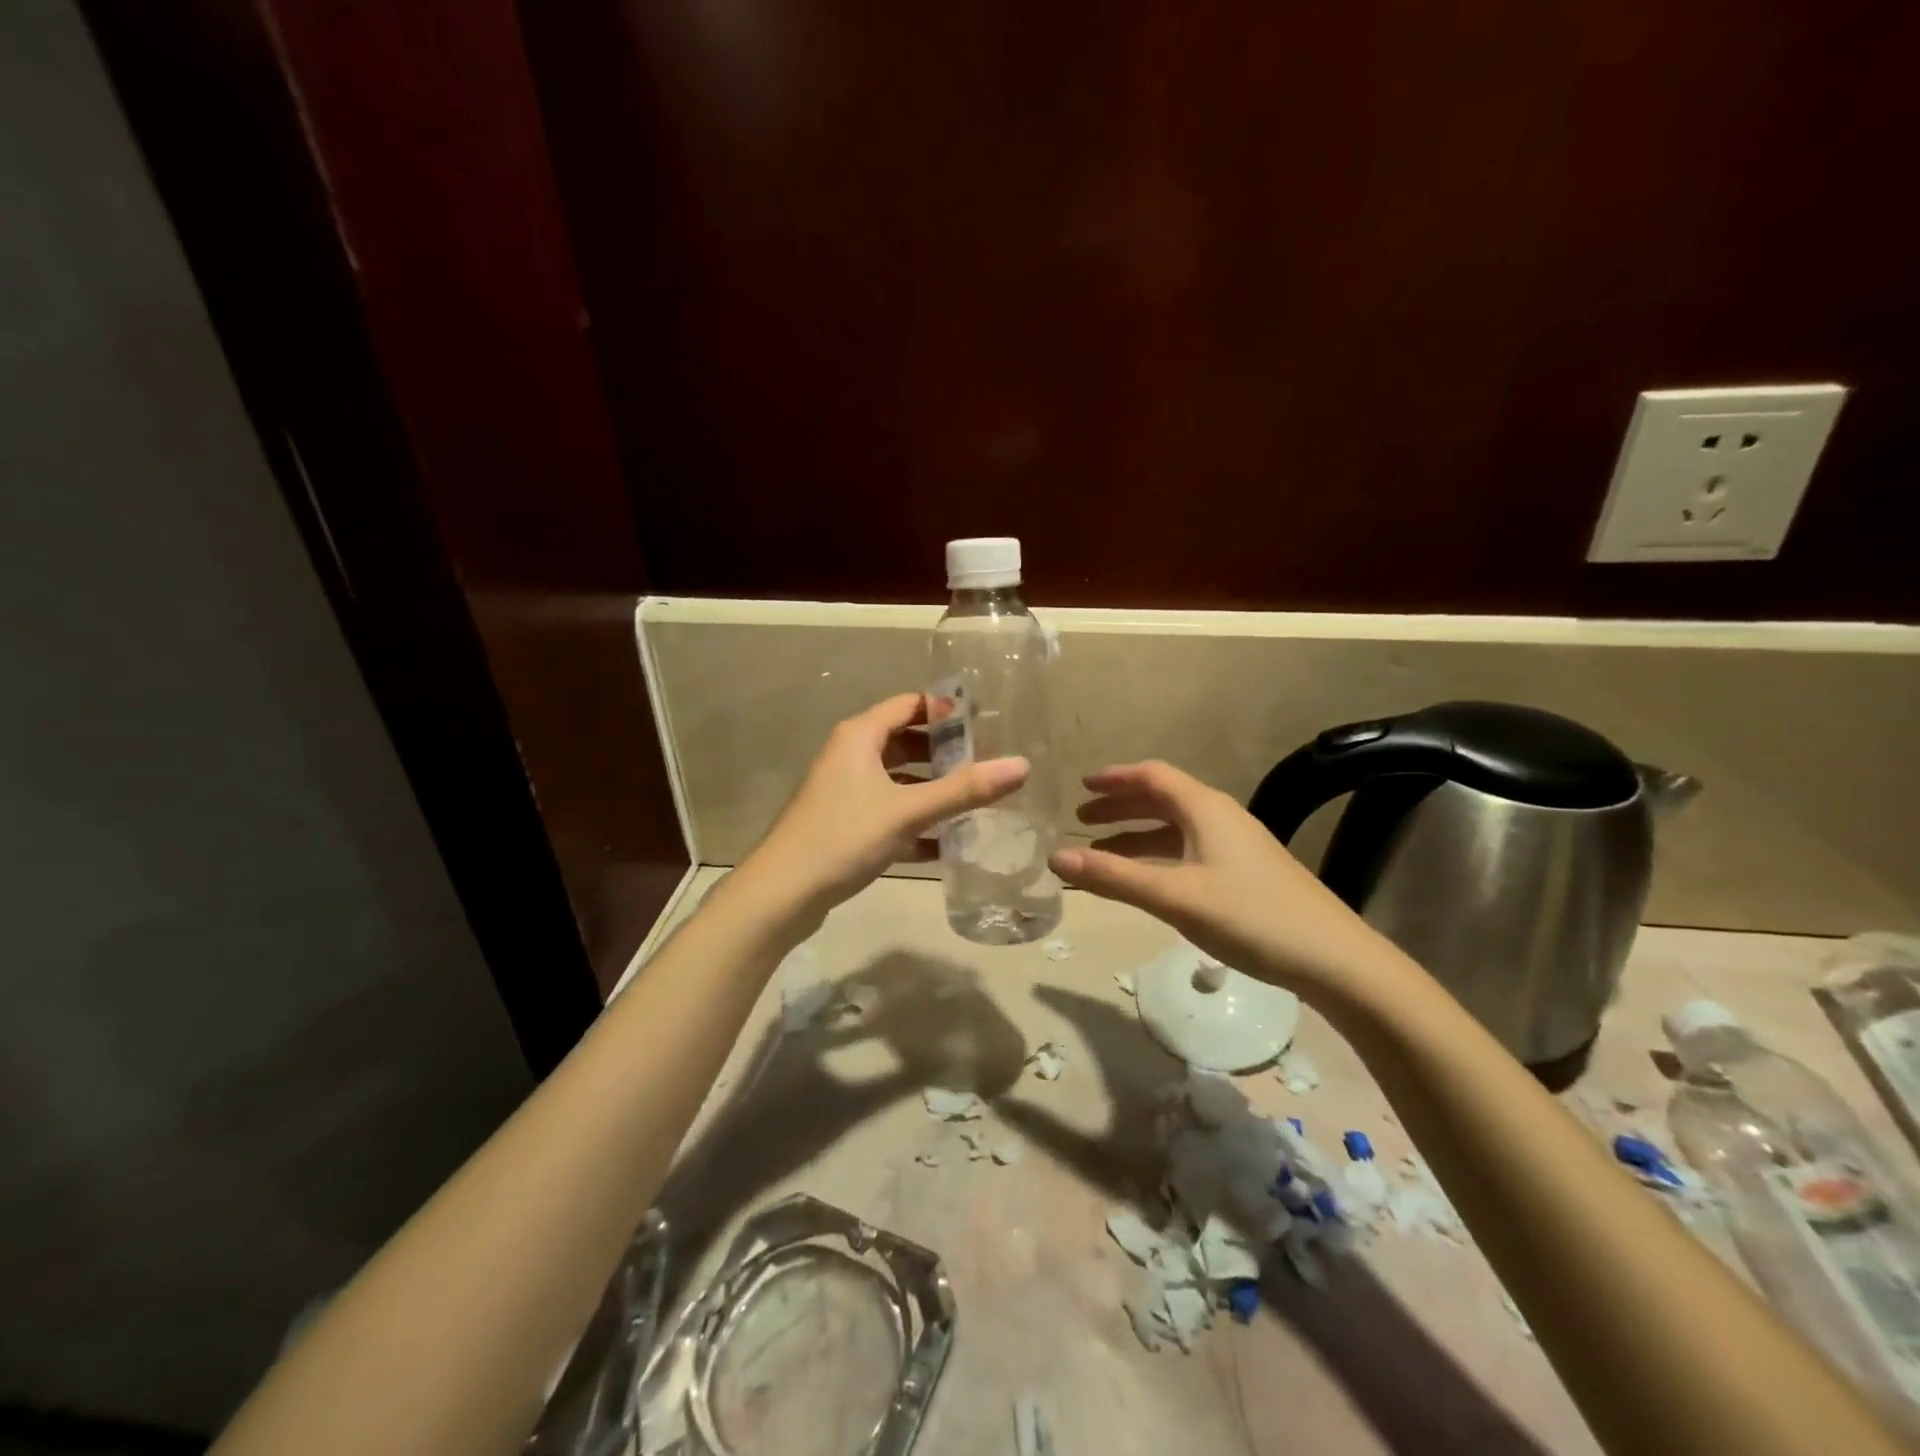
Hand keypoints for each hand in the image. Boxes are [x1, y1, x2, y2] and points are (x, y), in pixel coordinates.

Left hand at [744, 692, 1028, 920]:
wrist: (782, 893)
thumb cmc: (844, 837)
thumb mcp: (908, 810)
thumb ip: (964, 789)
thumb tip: (1021, 765)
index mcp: (860, 736)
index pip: (909, 704)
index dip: (946, 710)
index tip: (985, 723)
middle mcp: (850, 756)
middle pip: (905, 741)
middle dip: (944, 752)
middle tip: (986, 763)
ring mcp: (844, 792)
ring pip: (897, 779)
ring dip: (931, 788)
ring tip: (973, 800)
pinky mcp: (844, 824)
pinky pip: (888, 812)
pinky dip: (914, 821)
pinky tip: (945, 844)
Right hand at [1050, 761, 1400, 1002]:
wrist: (1334, 959)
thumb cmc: (1250, 917)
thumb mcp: (1175, 896)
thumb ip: (1114, 877)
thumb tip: (1055, 858)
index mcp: (1205, 809)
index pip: (1152, 776)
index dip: (1114, 779)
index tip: (1080, 787)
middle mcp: (1220, 817)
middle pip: (1162, 799)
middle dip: (1120, 807)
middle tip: (1082, 821)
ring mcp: (1236, 845)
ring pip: (1175, 829)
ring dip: (1136, 836)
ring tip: (1102, 854)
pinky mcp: (1246, 873)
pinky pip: (1189, 851)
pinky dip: (1158, 857)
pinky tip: (1147, 881)